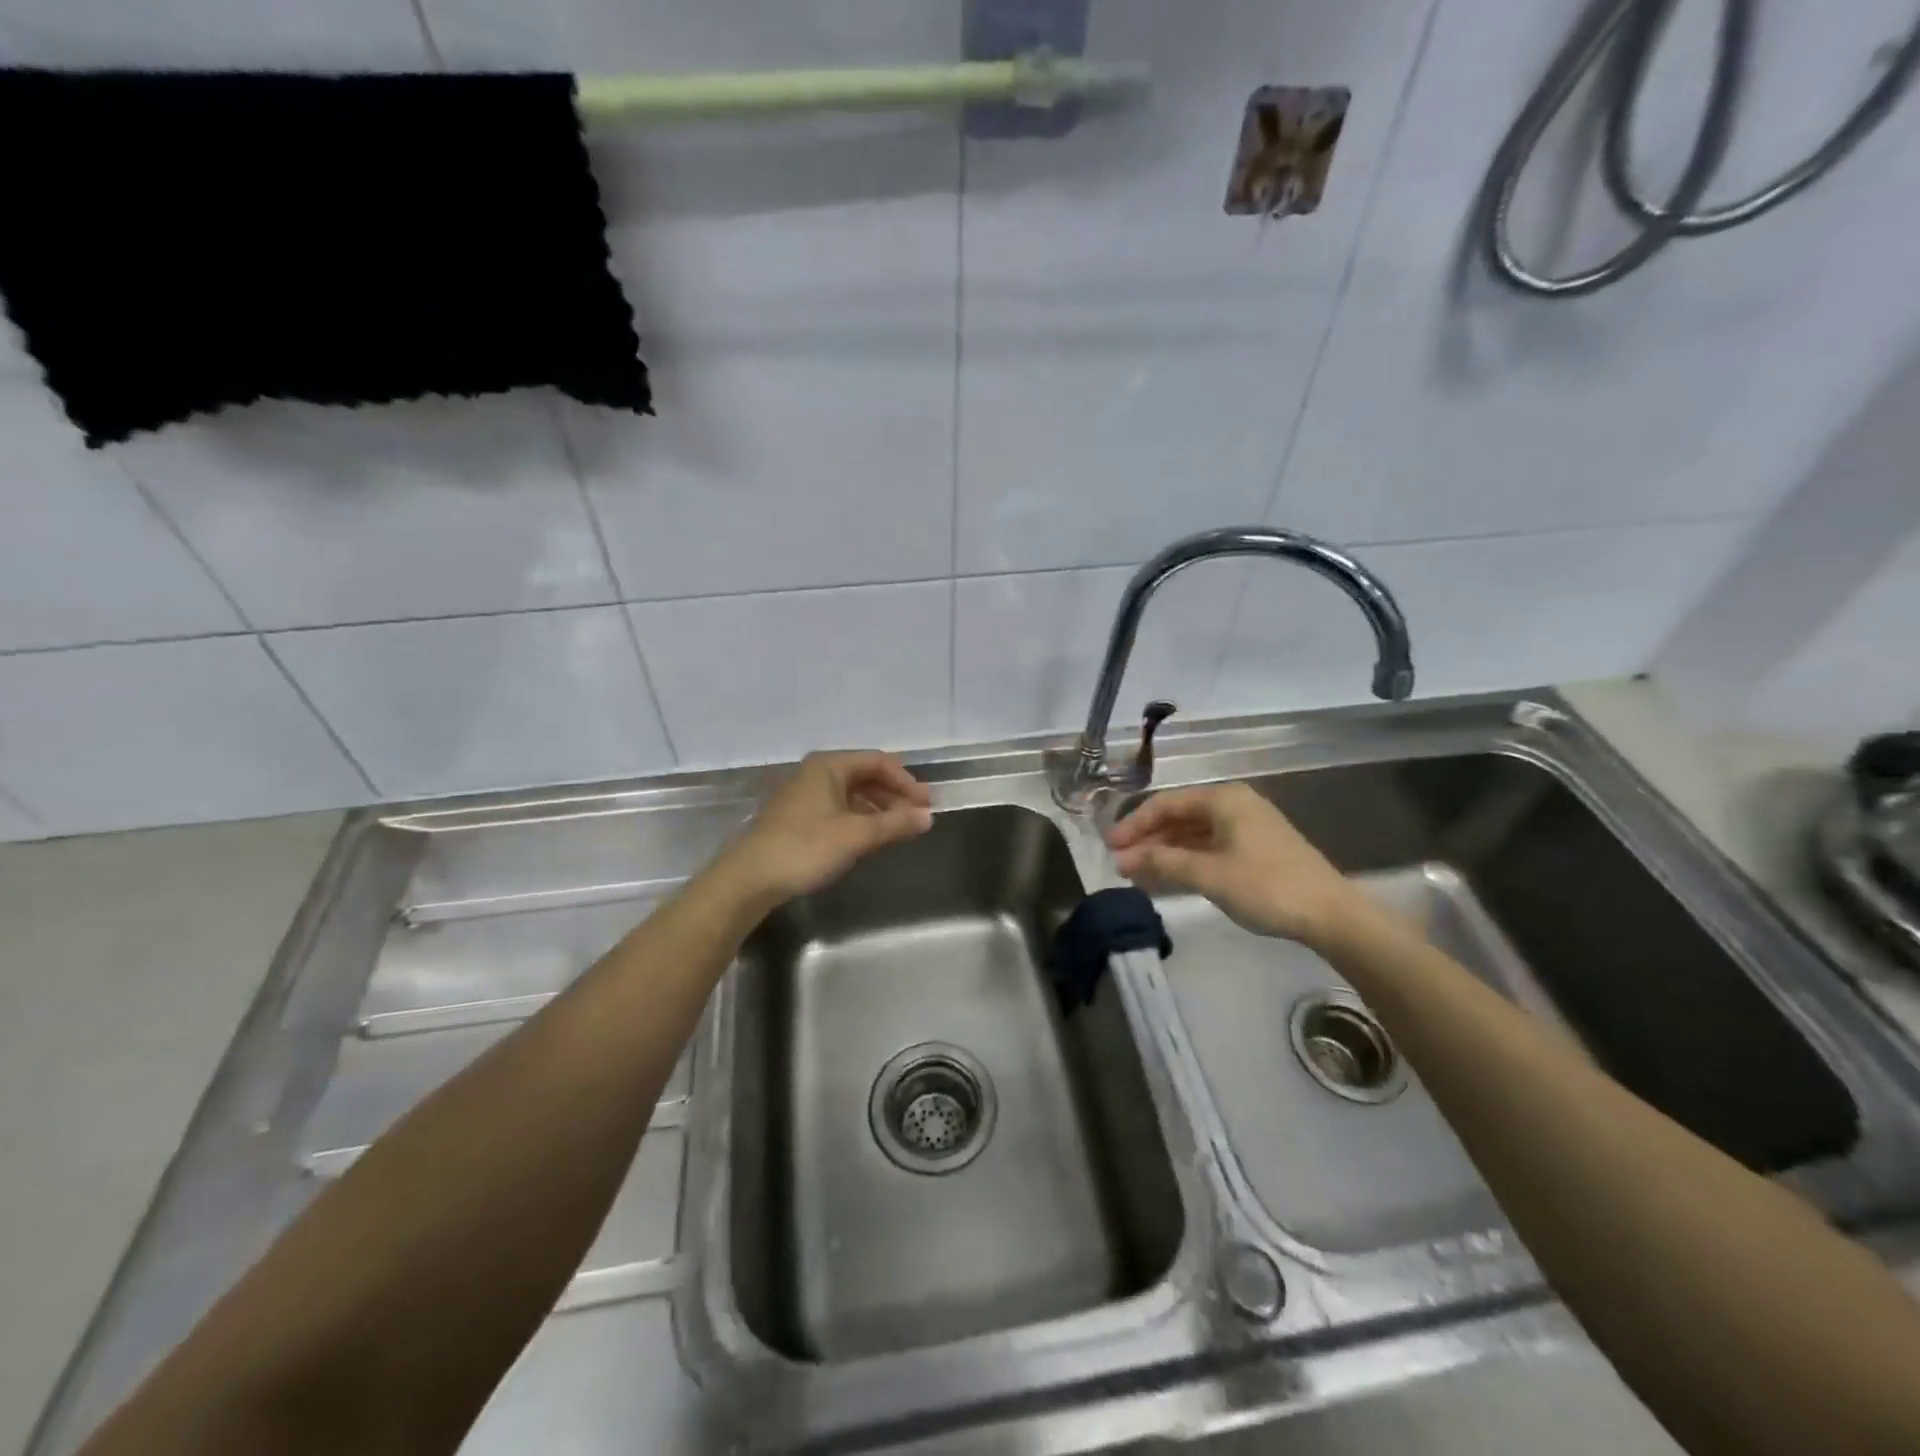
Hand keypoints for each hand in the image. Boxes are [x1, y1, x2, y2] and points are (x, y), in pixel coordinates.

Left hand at [723, 750, 932, 907]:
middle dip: (895, 795)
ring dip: (879, 809)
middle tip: (919, 816)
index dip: (906, 781)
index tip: (927, 804)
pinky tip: (871, 838)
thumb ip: (895, 823)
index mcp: (829, 766)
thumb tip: (928, 817)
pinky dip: (860, 819)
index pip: (878, 762)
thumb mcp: (856, 835)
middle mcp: (816, 773)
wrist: (749, 878)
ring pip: (852, 794)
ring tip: (900, 829)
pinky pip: (838, 810)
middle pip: (865, 776)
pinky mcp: (797, 818)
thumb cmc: (806, 847)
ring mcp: (804, 796)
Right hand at [1106, 782, 1368, 948]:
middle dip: (1148, 840)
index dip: (1134, 824)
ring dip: (1165, 851)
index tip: (1110, 847)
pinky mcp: (1256, 850)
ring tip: (1138, 873)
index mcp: (1223, 799)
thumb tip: (1124, 858)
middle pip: (1179, 816)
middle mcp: (1234, 805)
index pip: (1166, 804)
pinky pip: (1209, 847)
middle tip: (1121, 863)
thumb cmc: (1266, 886)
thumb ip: (1163, 862)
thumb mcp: (1208, 874)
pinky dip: (1187, 859)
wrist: (1331, 915)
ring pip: (1194, 833)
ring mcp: (1247, 827)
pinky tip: (1169, 877)